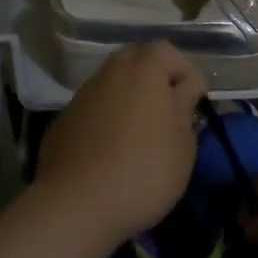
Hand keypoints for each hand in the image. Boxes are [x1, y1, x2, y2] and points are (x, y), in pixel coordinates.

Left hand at [35, 42, 206, 245]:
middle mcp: (110, 72)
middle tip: (167, 113)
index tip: (193, 103)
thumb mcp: (183, 142)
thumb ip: (185, 105)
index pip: (168, 51)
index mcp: (144, 69)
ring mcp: (82, 95)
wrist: (76, 206)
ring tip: (140, 135)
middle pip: (136, 60)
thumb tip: (185, 86)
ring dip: (128, 99)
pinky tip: (111, 151)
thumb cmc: (144, 171)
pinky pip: (93, 109)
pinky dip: (106, 119)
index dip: (184, 72)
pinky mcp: (63, 121)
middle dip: (154, 79)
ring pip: (112, 84)